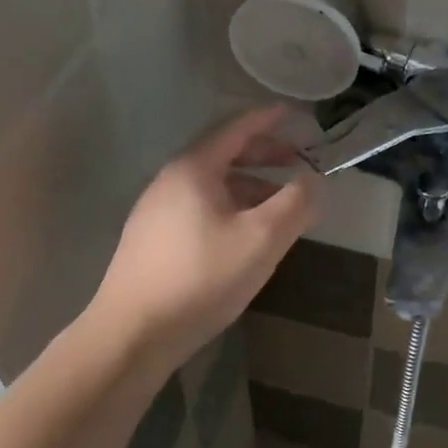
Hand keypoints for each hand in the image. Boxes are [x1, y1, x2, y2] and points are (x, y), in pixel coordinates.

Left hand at [89, 107, 317, 369]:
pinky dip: (231, 208)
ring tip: (280, 205)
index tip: (295, 113)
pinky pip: (200, 208)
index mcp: (193, 169)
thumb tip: (314, 180)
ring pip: (212, 186)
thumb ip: (295, 204)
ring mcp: (156, 211)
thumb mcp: (262, 239)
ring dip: (250, 186)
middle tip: (298, 160)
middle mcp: (170, 181)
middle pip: (223, 155)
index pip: (236, 129)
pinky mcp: (151, 240)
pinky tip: (245, 236)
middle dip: (264, 155)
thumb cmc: (202, 277)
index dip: (268, 120)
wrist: (132, 334)